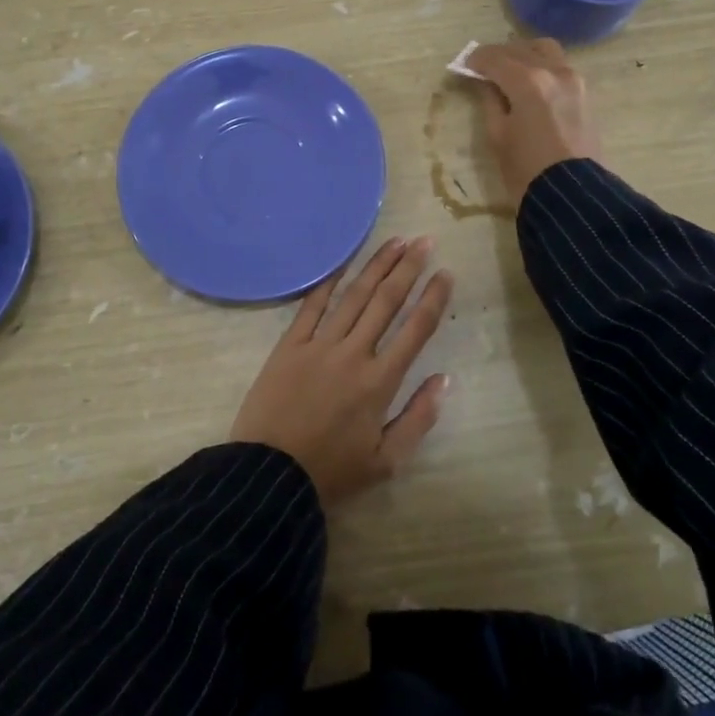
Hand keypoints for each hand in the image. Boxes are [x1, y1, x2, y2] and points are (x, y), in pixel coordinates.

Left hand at [229, 237, 452, 504]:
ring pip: (354, 296)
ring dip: (376, 266)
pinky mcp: (290, 344)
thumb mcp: (385, 462)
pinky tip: (343, 263)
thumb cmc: (331, 472)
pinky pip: (312, 305)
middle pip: (386, 302)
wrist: (269, 474)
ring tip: (395, 241)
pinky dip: (328, 282)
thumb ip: (419, 419)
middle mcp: (353, 354)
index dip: (433, 299)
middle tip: (424, 241)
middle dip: (408, 269)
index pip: (415, 330)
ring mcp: (319, 344)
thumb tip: (444, 379)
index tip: (445, 274)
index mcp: (380, 382)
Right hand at [465, 38, 600, 205]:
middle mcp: (553, 71)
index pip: (494, 58)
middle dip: (498, 55)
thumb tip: (486, 82)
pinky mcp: (585, 93)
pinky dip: (541, 65)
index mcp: (528, 81)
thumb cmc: (525, 169)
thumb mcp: (497, 135)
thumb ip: (490, 100)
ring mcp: (574, 80)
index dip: (476, 60)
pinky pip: (559, 66)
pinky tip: (530, 83)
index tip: (465, 66)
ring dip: (524, 55)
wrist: (573, 196)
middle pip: (520, 49)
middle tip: (483, 69)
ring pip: (545, 50)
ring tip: (509, 72)